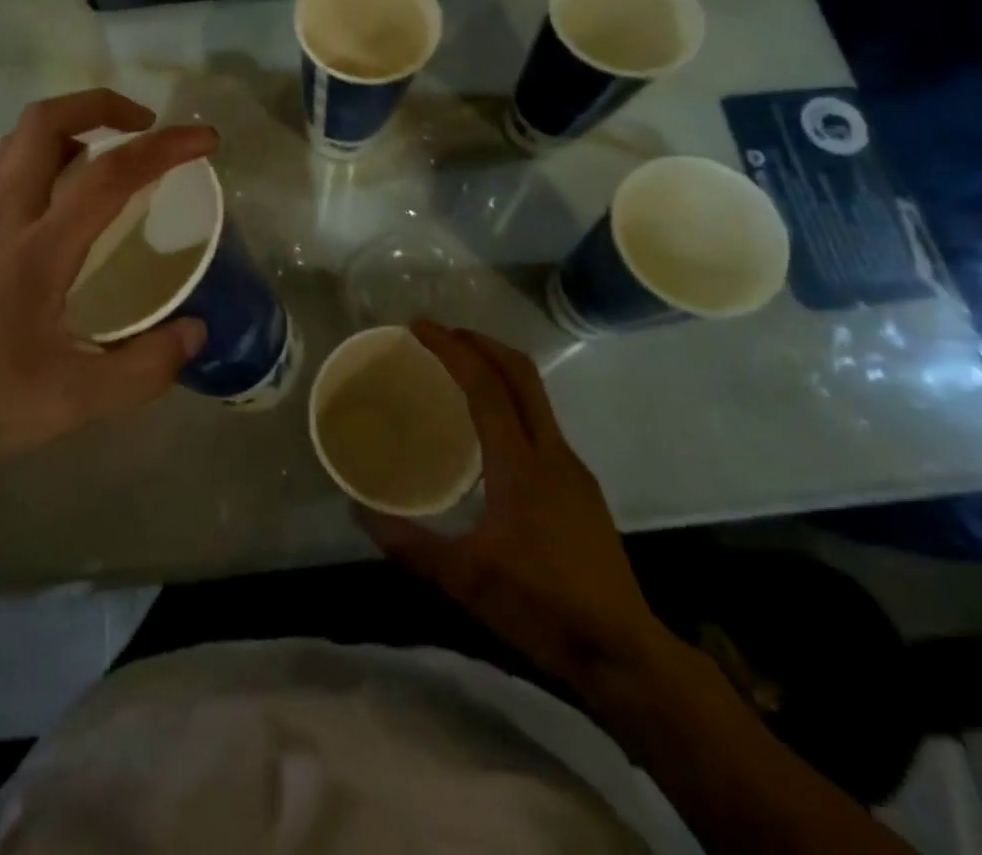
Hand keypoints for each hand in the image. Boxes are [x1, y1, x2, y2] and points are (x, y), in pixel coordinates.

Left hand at [0, 90, 217, 515]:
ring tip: (110, 160)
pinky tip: (65, 217)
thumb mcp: (71, 404)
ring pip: (17, 146)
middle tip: (146, 127)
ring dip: (70, 130)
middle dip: (102, 105)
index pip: (109, 175)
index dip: (165, 148)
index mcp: (34, 251)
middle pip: (44, 123)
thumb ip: (143, 369)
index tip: (205, 140)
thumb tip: (195, 331)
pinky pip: (6, 178)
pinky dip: (46, 165)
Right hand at [361, 322, 671, 686]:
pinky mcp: (580, 487)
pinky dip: (510, 400)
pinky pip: (540, 421)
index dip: (452, 348)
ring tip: (458, 370)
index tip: (419, 327)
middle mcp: (551, 452)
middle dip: (479, 342)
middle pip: (520, 373)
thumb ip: (409, 543)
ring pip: (535, 394)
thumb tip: (358, 511)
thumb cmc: (541, 608)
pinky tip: (488, 429)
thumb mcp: (464, 579)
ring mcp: (572, 468)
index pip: (485, 385)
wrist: (624, 654)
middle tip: (438, 335)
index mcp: (521, 464)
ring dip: (497, 368)